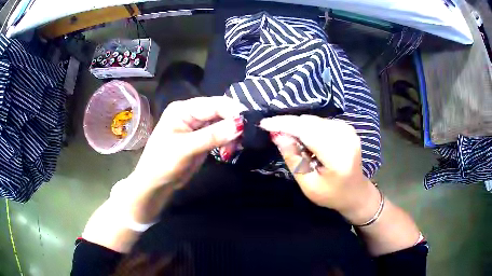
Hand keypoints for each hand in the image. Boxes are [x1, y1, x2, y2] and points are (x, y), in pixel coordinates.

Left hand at [129, 96, 245, 189]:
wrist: (155, 183)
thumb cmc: (163, 163)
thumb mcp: (185, 148)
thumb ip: (212, 136)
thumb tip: (240, 125)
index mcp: (183, 109)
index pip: (214, 103)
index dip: (233, 111)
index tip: (250, 123)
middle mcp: (192, 113)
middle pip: (221, 111)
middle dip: (235, 123)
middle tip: (246, 138)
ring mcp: (198, 126)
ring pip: (223, 123)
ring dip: (232, 134)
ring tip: (235, 148)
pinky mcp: (202, 138)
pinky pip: (221, 134)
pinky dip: (228, 141)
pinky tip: (230, 150)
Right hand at [260, 115, 379, 223]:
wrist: (355, 192)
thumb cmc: (331, 194)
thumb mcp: (308, 184)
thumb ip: (293, 159)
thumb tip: (277, 136)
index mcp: (338, 157)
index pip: (308, 132)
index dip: (285, 125)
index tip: (265, 123)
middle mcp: (345, 138)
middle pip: (310, 122)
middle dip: (289, 125)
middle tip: (274, 134)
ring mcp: (348, 130)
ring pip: (314, 120)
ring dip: (298, 127)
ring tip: (292, 142)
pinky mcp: (346, 128)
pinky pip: (320, 122)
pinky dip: (308, 127)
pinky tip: (306, 141)